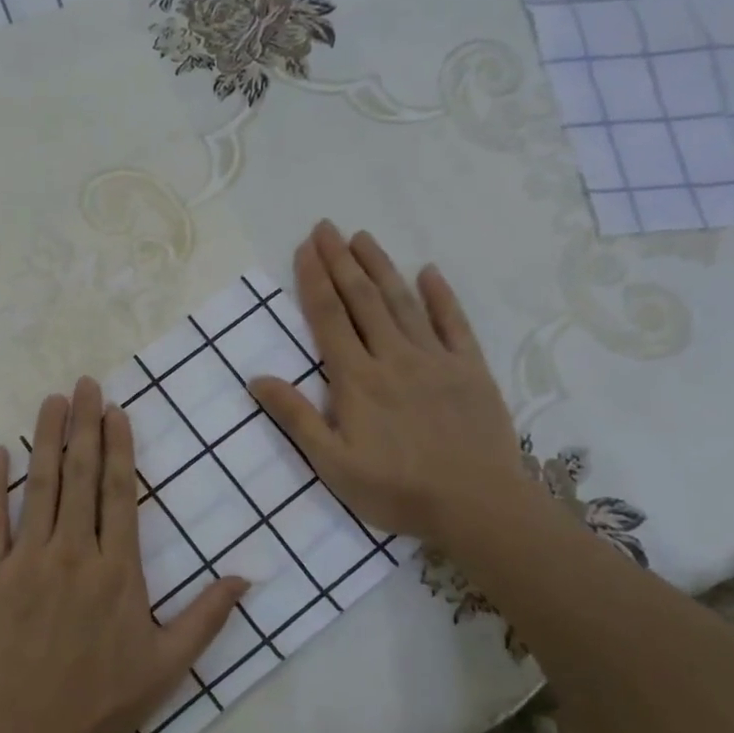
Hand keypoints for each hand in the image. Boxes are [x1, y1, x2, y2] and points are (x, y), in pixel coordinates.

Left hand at [0, 377, 246, 732]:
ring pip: (40, 487)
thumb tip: (246, 576)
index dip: (119, 446)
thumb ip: (208, 616)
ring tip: (52, 400)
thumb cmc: (104, 702)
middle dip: (84, 425)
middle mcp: (74, 553)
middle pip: (81, 476)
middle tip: (85, 384)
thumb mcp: (169, 665)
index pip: (120, 492)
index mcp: (118, 569)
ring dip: (46, 439)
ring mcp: (27, 561)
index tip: (115, 411)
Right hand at [249, 220, 539, 550]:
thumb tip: (257, 379)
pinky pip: (453, 323)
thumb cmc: (396, 490)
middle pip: (362, 300)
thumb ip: (296, 418)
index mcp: (356, 379)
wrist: (476, 506)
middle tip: (327, 226)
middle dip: (341, 260)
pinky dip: (440, 295)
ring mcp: (435, 360)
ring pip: (402, 302)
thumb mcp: (333, 464)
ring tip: (363, 236)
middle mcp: (392, 357)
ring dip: (380, 267)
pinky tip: (428, 271)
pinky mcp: (470, 369)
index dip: (315, 280)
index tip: (305, 248)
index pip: (329, 318)